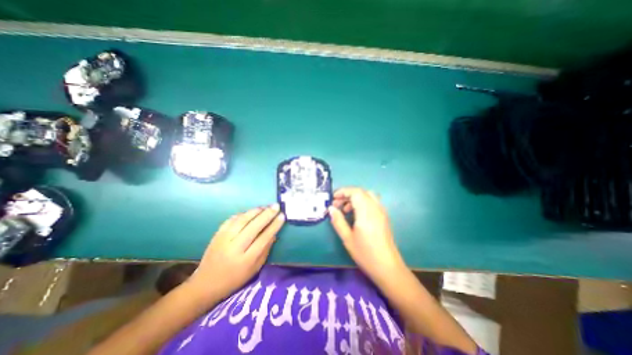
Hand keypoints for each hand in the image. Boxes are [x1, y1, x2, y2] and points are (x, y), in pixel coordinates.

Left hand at [187, 206, 283, 301]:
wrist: (206, 283)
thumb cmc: (235, 278)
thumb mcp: (255, 268)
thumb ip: (266, 250)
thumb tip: (274, 233)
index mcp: (246, 260)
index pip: (264, 238)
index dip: (274, 225)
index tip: (282, 216)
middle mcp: (234, 248)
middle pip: (253, 226)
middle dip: (267, 214)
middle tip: (276, 206)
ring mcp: (224, 239)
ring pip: (242, 220)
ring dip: (256, 211)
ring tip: (265, 207)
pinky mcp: (217, 234)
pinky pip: (232, 219)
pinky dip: (243, 213)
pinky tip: (251, 212)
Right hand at [328, 189, 407, 282]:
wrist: (388, 267)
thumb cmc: (366, 254)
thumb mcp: (347, 238)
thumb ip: (338, 221)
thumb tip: (330, 208)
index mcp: (366, 213)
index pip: (355, 192)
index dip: (343, 192)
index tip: (333, 198)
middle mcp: (375, 208)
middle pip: (361, 192)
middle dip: (347, 194)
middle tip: (337, 204)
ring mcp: (381, 212)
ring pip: (367, 195)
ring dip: (355, 198)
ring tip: (346, 210)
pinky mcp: (384, 216)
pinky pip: (372, 202)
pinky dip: (362, 202)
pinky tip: (356, 214)